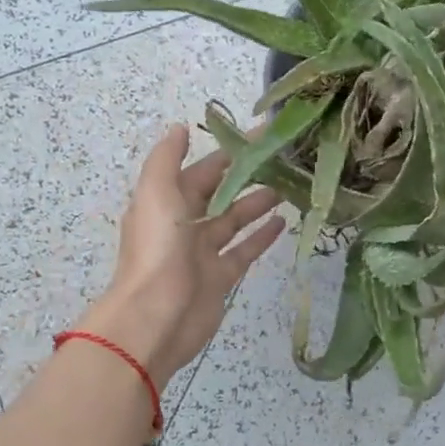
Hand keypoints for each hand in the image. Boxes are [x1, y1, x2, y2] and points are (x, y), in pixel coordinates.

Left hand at [79, 124, 284, 386]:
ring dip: (258, 202)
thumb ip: (167, 159)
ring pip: (235, 219)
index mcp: (168, 200)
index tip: (264, 134)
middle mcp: (184, 223)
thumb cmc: (157, 251)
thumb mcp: (156, 194)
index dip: (231, 151)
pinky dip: (261, 236)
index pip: (204, 169)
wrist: (156, 318)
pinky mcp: (220, 277)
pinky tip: (283, 222)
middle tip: (285, 160)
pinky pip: (244, 250)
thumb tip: (180, 128)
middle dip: (249, 176)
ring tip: (288, 186)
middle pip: (221, 192)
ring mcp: (203, 252)